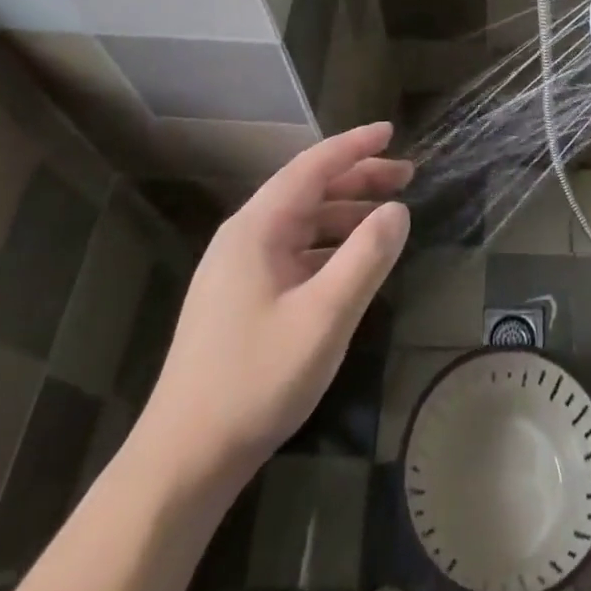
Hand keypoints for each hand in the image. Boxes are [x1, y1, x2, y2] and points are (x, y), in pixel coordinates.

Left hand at [133, 123, 411, 486]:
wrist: (184, 459)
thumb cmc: (256, 380)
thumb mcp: (325, 317)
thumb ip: (366, 257)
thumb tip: (399, 210)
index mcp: (257, 228)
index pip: (312, 167)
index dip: (355, 146)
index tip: (391, 132)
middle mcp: (244, 237)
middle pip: (307, 190)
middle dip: (358, 178)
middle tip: (406, 176)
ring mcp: (237, 269)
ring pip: (300, 222)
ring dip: (345, 212)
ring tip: (388, 216)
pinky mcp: (239, 299)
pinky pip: (292, 251)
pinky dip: (328, 244)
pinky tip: (351, 263)